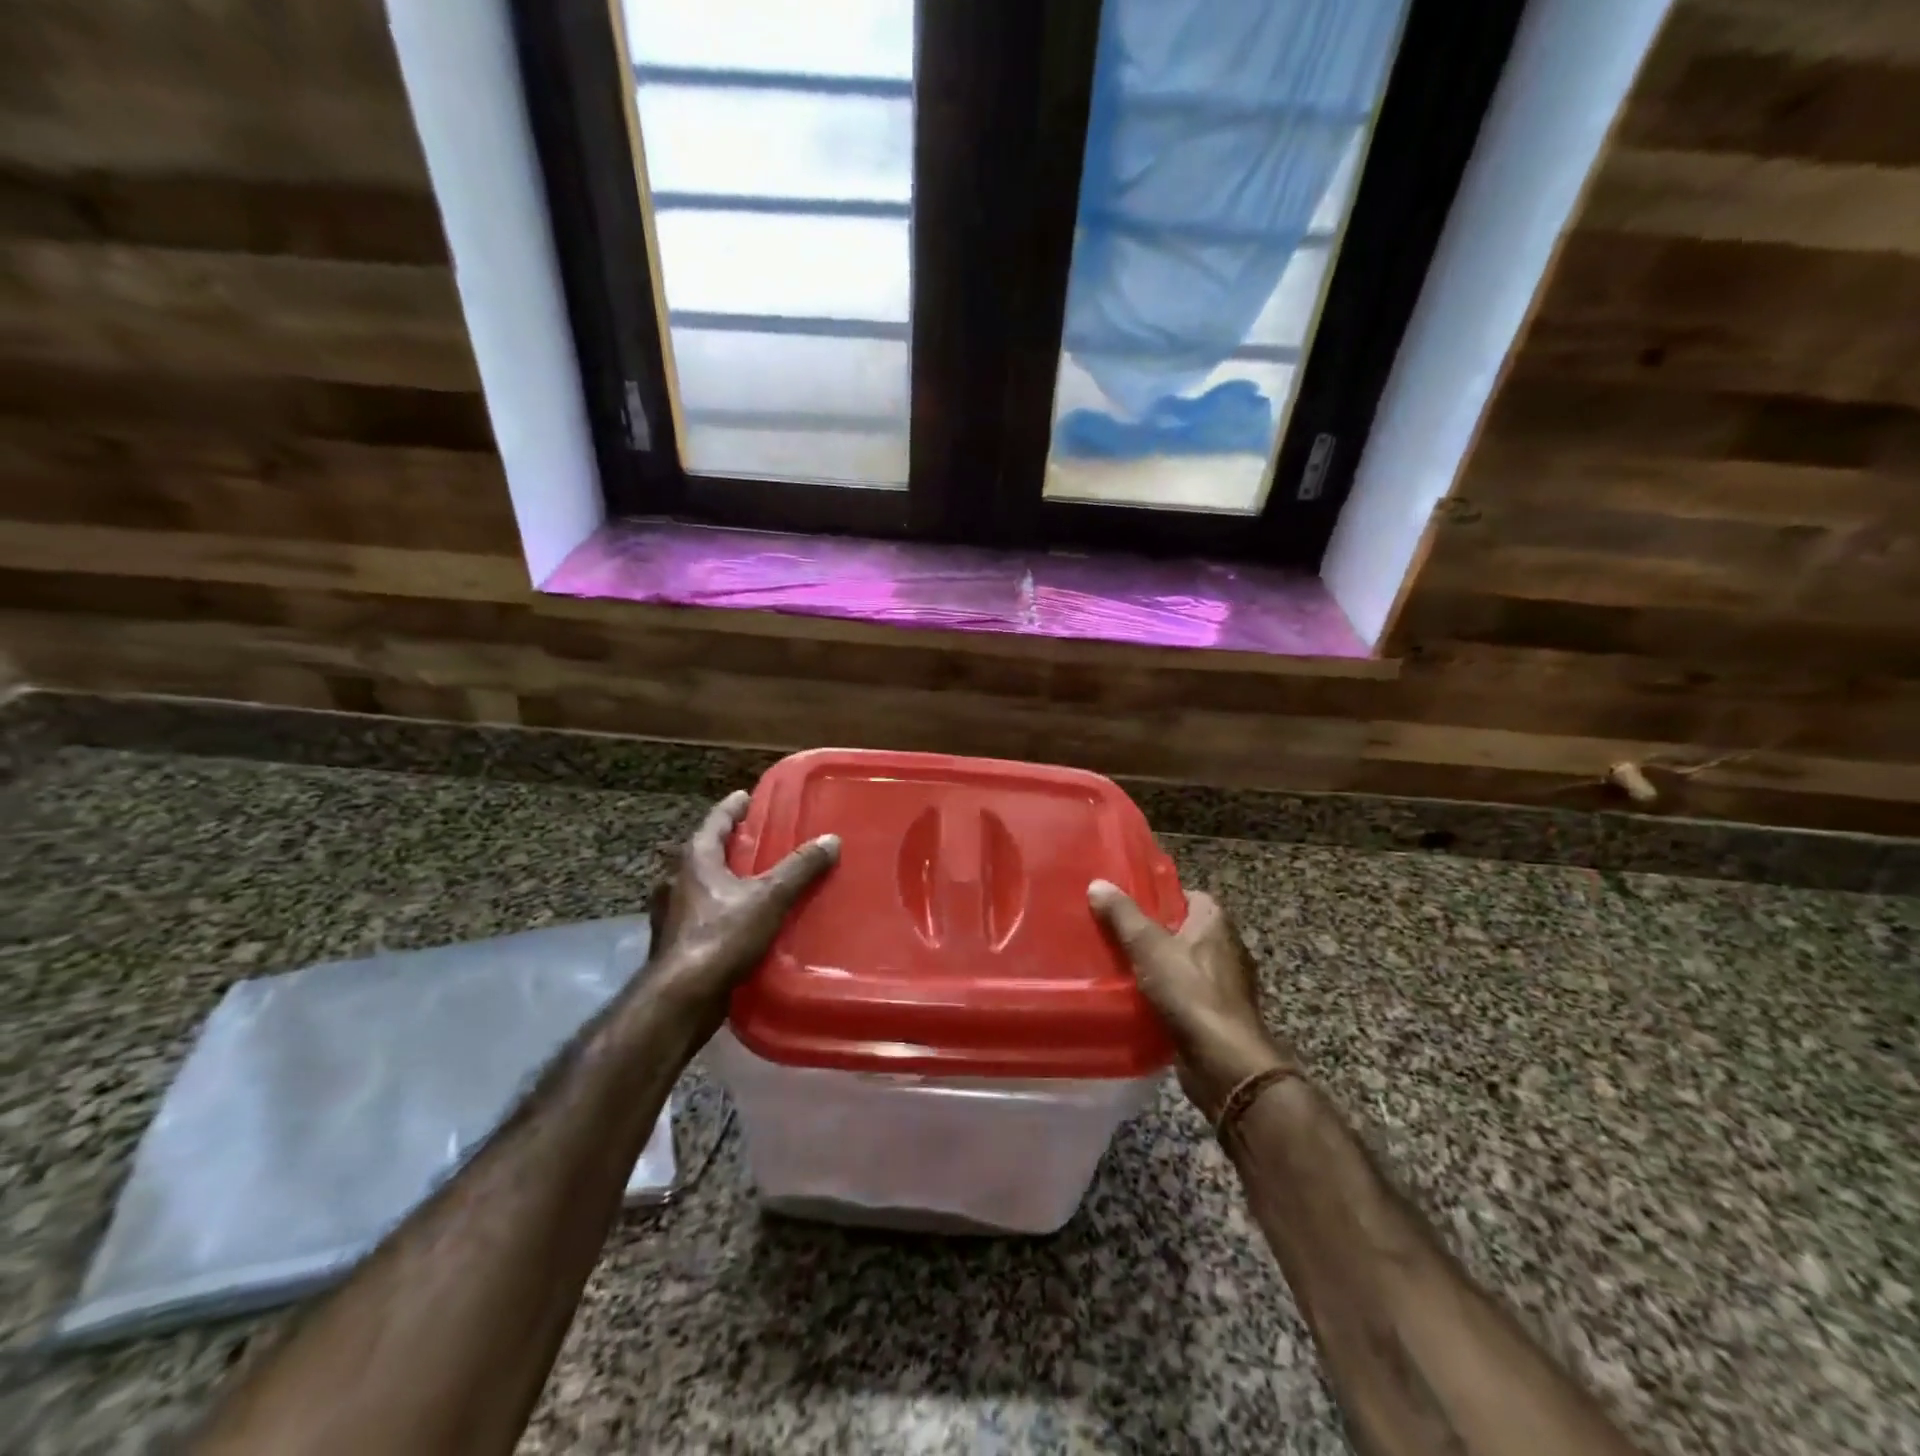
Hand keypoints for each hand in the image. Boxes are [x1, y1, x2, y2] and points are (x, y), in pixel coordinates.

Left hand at [648, 790, 838, 1035]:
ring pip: (702, 885)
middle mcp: (677, 880)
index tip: (745, 796)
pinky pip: (703, 914)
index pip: (714, 822)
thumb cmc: (721, 937)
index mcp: (694, 860)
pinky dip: (722, 908)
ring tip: (754, 879)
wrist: (682, 998)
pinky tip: (743, 920)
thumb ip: (799, 868)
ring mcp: (672, 913)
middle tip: (757, 838)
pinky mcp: (676, 942)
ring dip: (724, 878)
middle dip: (730, 844)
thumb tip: (831, 839)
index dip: (732, 808)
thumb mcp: (769, 898)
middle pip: (705, 852)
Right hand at [1089, 881, 1294, 1119]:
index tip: (1128, 903)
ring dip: (1157, 967)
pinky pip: (1184, 995)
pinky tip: (1136, 1000)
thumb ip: (1123, 915)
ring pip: (1182, 965)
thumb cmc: (1190, 992)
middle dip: (1152, 933)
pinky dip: (1165, 996)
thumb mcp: (1148, 946)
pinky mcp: (1217, 1015)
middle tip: (1115, 933)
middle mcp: (1226, 948)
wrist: (1223, 1061)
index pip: (1187, 895)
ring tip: (1118, 965)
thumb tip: (1097, 883)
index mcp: (1215, 922)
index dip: (1159, 896)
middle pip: (1182, 930)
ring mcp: (1225, 984)